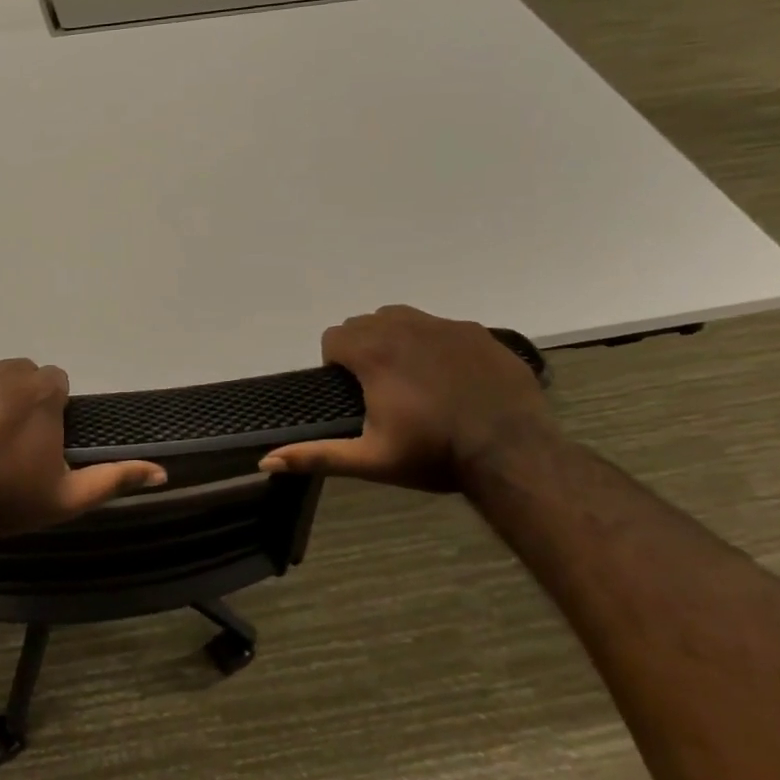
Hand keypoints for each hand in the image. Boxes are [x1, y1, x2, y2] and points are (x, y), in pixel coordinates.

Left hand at [0, 359, 166, 539]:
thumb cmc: (5, 499)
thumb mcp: (66, 497)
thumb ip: (114, 479)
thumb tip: (162, 472)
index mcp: (41, 390)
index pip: (56, 384)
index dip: (50, 412)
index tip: (38, 443)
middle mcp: (6, 368)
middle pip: (21, 377)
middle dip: (19, 401)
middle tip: (6, 444)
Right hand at [260, 306, 556, 492]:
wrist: (514, 454)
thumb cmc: (434, 455)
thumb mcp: (370, 460)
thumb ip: (316, 455)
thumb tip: (265, 461)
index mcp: (373, 354)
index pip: (334, 337)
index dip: (335, 362)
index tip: (352, 391)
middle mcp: (405, 328)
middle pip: (365, 322)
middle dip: (363, 347)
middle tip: (379, 388)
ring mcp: (446, 327)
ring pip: (403, 317)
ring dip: (395, 338)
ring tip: (412, 376)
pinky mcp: (479, 333)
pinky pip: (442, 326)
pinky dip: (435, 344)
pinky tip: (451, 377)